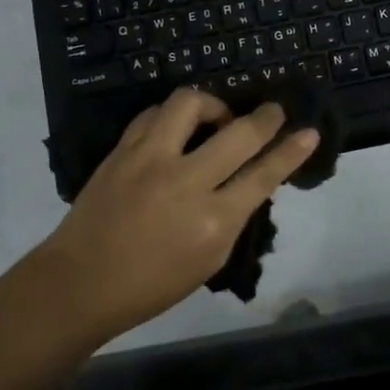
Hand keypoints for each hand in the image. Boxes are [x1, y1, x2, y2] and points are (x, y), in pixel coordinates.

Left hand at [32, 89, 319, 339]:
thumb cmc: (151, 285)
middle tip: (273, 111)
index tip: (309, 132)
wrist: (79, 283)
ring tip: (217, 119)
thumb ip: (233, 215)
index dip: (291, 150)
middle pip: (238, 133)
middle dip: (265, 117)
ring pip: (190, 104)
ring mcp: (149, 160)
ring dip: (213, 105)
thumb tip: (251, 178)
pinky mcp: (122, 150)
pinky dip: (173, 116)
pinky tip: (176, 128)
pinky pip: (154, 113)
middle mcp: (185, 182)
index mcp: (212, 221)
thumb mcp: (208, 260)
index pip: (264, 175)